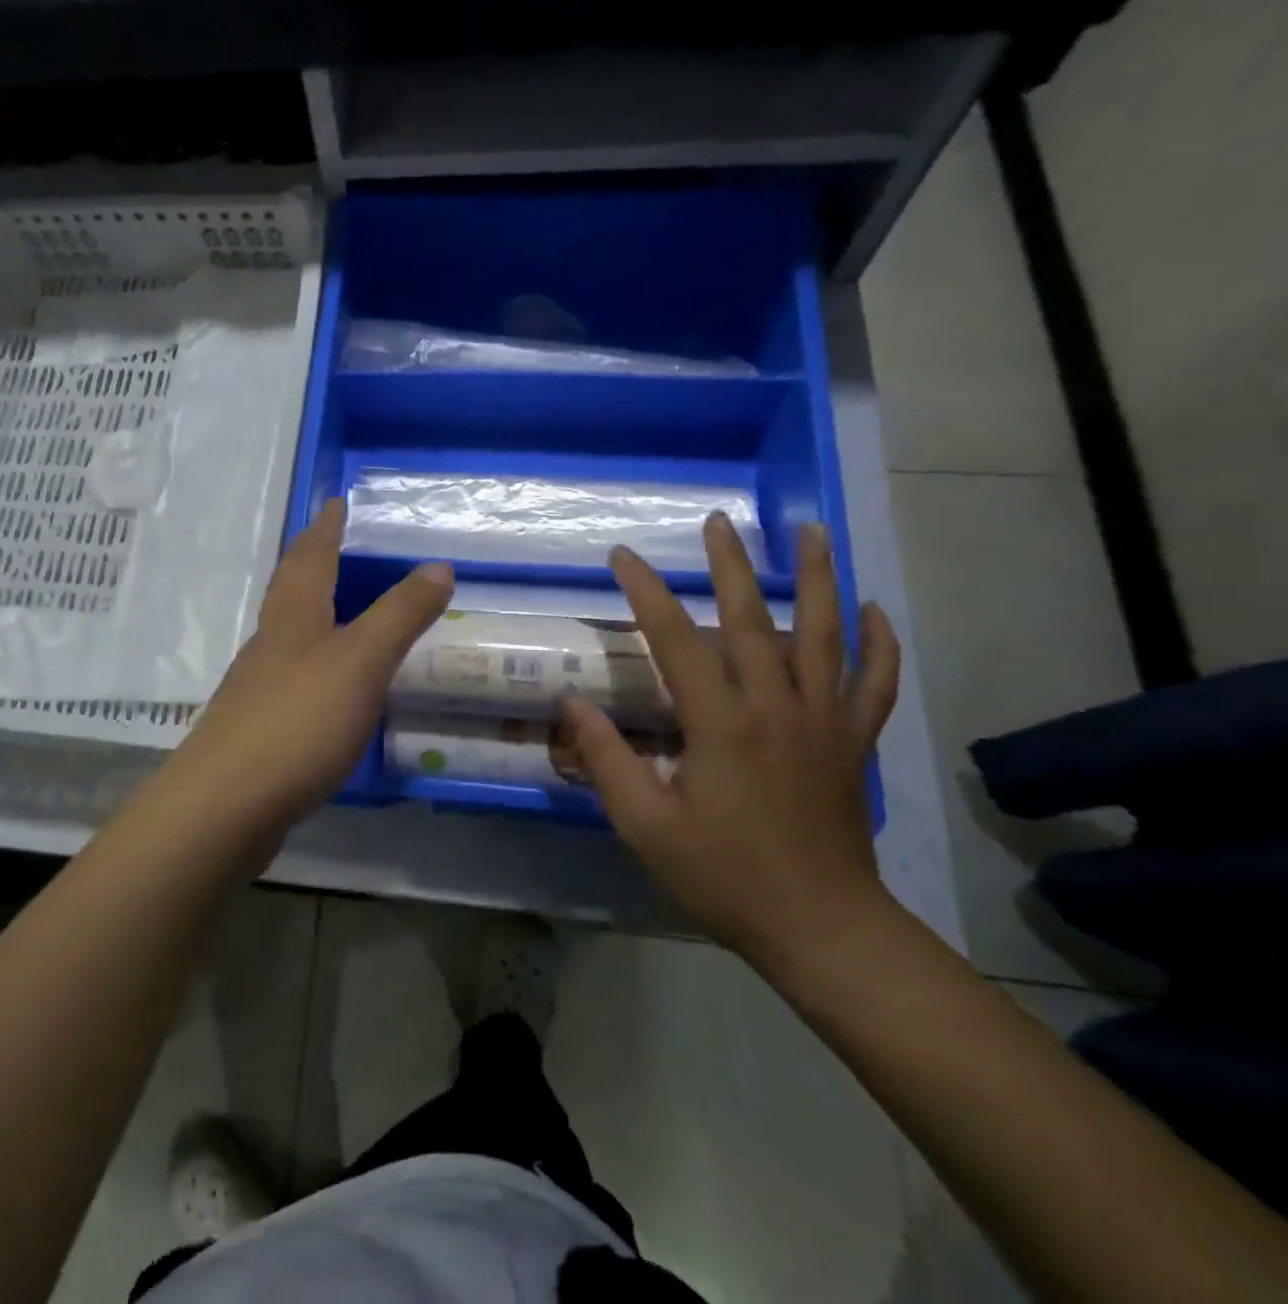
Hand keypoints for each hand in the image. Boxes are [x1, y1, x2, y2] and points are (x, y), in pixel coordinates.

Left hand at [154, 498, 452, 854]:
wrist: (226, 804)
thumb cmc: (298, 720)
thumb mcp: (361, 661)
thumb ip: (400, 615)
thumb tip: (438, 565)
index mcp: (294, 618)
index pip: (311, 557)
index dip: (325, 527)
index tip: (334, 501)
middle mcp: (270, 643)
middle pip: (289, 590)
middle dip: (310, 562)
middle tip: (332, 544)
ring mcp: (257, 687)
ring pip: (285, 634)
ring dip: (308, 612)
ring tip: (335, 609)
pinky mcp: (257, 729)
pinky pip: (288, 679)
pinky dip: (310, 664)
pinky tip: (324, 687)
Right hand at [560, 514, 900, 968]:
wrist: (821, 929)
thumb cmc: (724, 877)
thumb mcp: (646, 826)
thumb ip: (607, 760)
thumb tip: (572, 704)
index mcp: (721, 725)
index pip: (675, 640)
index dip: (645, 593)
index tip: (621, 557)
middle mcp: (776, 708)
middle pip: (752, 620)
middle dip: (731, 566)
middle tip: (718, 522)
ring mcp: (823, 722)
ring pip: (824, 635)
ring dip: (817, 579)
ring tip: (812, 532)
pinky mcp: (852, 743)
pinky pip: (875, 683)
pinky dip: (878, 644)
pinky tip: (873, 612)